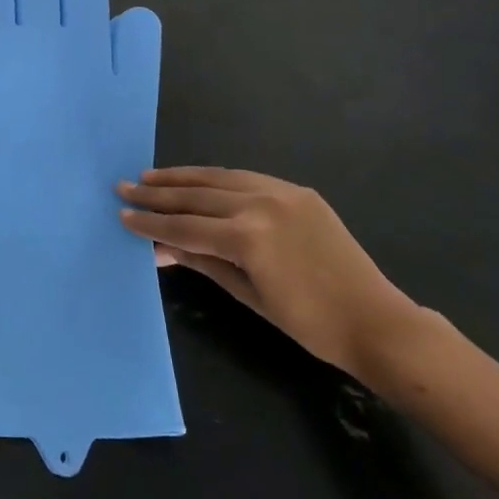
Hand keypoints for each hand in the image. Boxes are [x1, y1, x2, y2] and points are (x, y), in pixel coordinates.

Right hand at [120, 167, 420, 379]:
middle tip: (125, 186)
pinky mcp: (297, 191)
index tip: (123, 214)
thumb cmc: (309, 323)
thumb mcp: (248, 294)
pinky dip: (216, 178)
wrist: (376, 321)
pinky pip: (246, 177)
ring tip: (151, 175)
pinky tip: (198, 179)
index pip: (185, 225)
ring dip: (182, 177)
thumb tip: (160, 249)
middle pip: (197, 196)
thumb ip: (202, 262)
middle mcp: (260, 203)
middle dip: (158, 193)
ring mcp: (281, 192)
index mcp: (247, 236)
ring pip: (219, 178)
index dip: (151, 222)